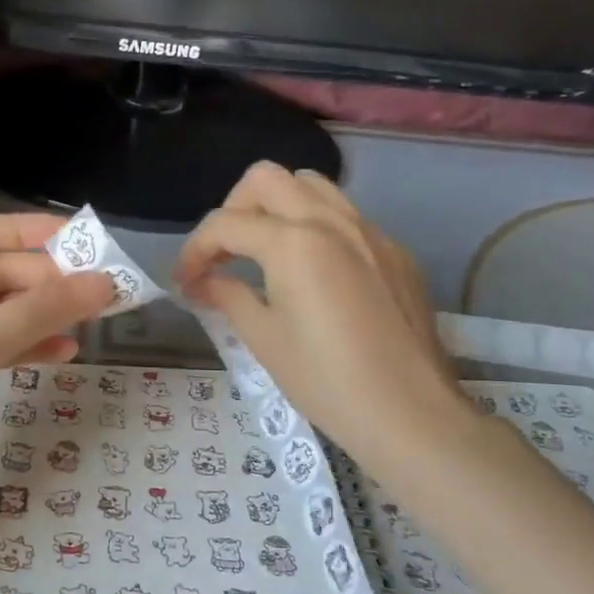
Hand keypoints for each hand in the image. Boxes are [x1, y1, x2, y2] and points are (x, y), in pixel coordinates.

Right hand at [174, 162, 471, 470]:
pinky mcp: (394, 252)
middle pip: (266, 180)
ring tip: (264, 251)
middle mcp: (331, 220)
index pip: (225, 224)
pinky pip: (345, 216)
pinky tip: (312, 273)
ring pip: (311, 186)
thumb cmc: (325, 380)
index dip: (193, 250)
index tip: (184, 281)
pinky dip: (314, 226)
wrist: (409, 413)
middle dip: (233, 209)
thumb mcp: (263, 338)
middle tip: (224, 253)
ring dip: (276, 207)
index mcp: (293, 241)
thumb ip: (227, 296)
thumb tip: (201, 282)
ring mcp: (369, 231)